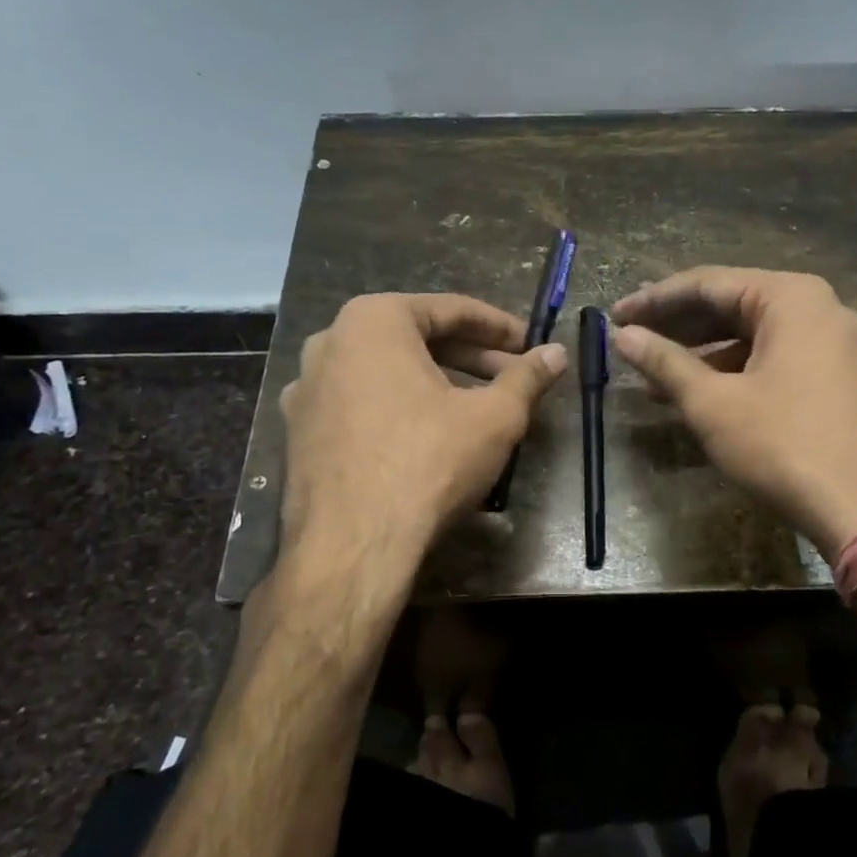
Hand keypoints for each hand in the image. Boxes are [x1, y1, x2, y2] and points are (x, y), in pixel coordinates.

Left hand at [278, 293, 566, 575]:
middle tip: (513, 376)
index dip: (499, 327)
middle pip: (416, 339)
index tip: (530, 343)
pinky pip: (362, 403)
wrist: (352, 546)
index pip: (450, 310)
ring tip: (479, 406)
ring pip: (387, 372)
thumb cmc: (428, 463)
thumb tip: (556, 353)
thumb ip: (527, 378)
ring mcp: (307, 388)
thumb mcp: (494, 418)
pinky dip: (400, 408)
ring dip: (437, 382)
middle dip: (471, 357)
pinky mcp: (300, 431)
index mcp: (373, 321)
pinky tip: (429, 435)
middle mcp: (331, 342)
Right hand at [611, 268, 856, 557]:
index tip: (616, 315)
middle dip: (678, 327)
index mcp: (791, 298)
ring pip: (754, 337)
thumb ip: (665, 362)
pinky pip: (777, 359)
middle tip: (632, 340)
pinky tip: (701, 397)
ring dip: (704, 355)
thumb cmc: (784, 445)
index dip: (655, 300)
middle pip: (734, 305)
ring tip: (655, 379)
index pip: (708, 283)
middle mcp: (820, 308)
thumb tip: (623, 336)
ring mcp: (837, 344)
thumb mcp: (713, 403)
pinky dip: (736, 372)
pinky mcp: (842, 378)